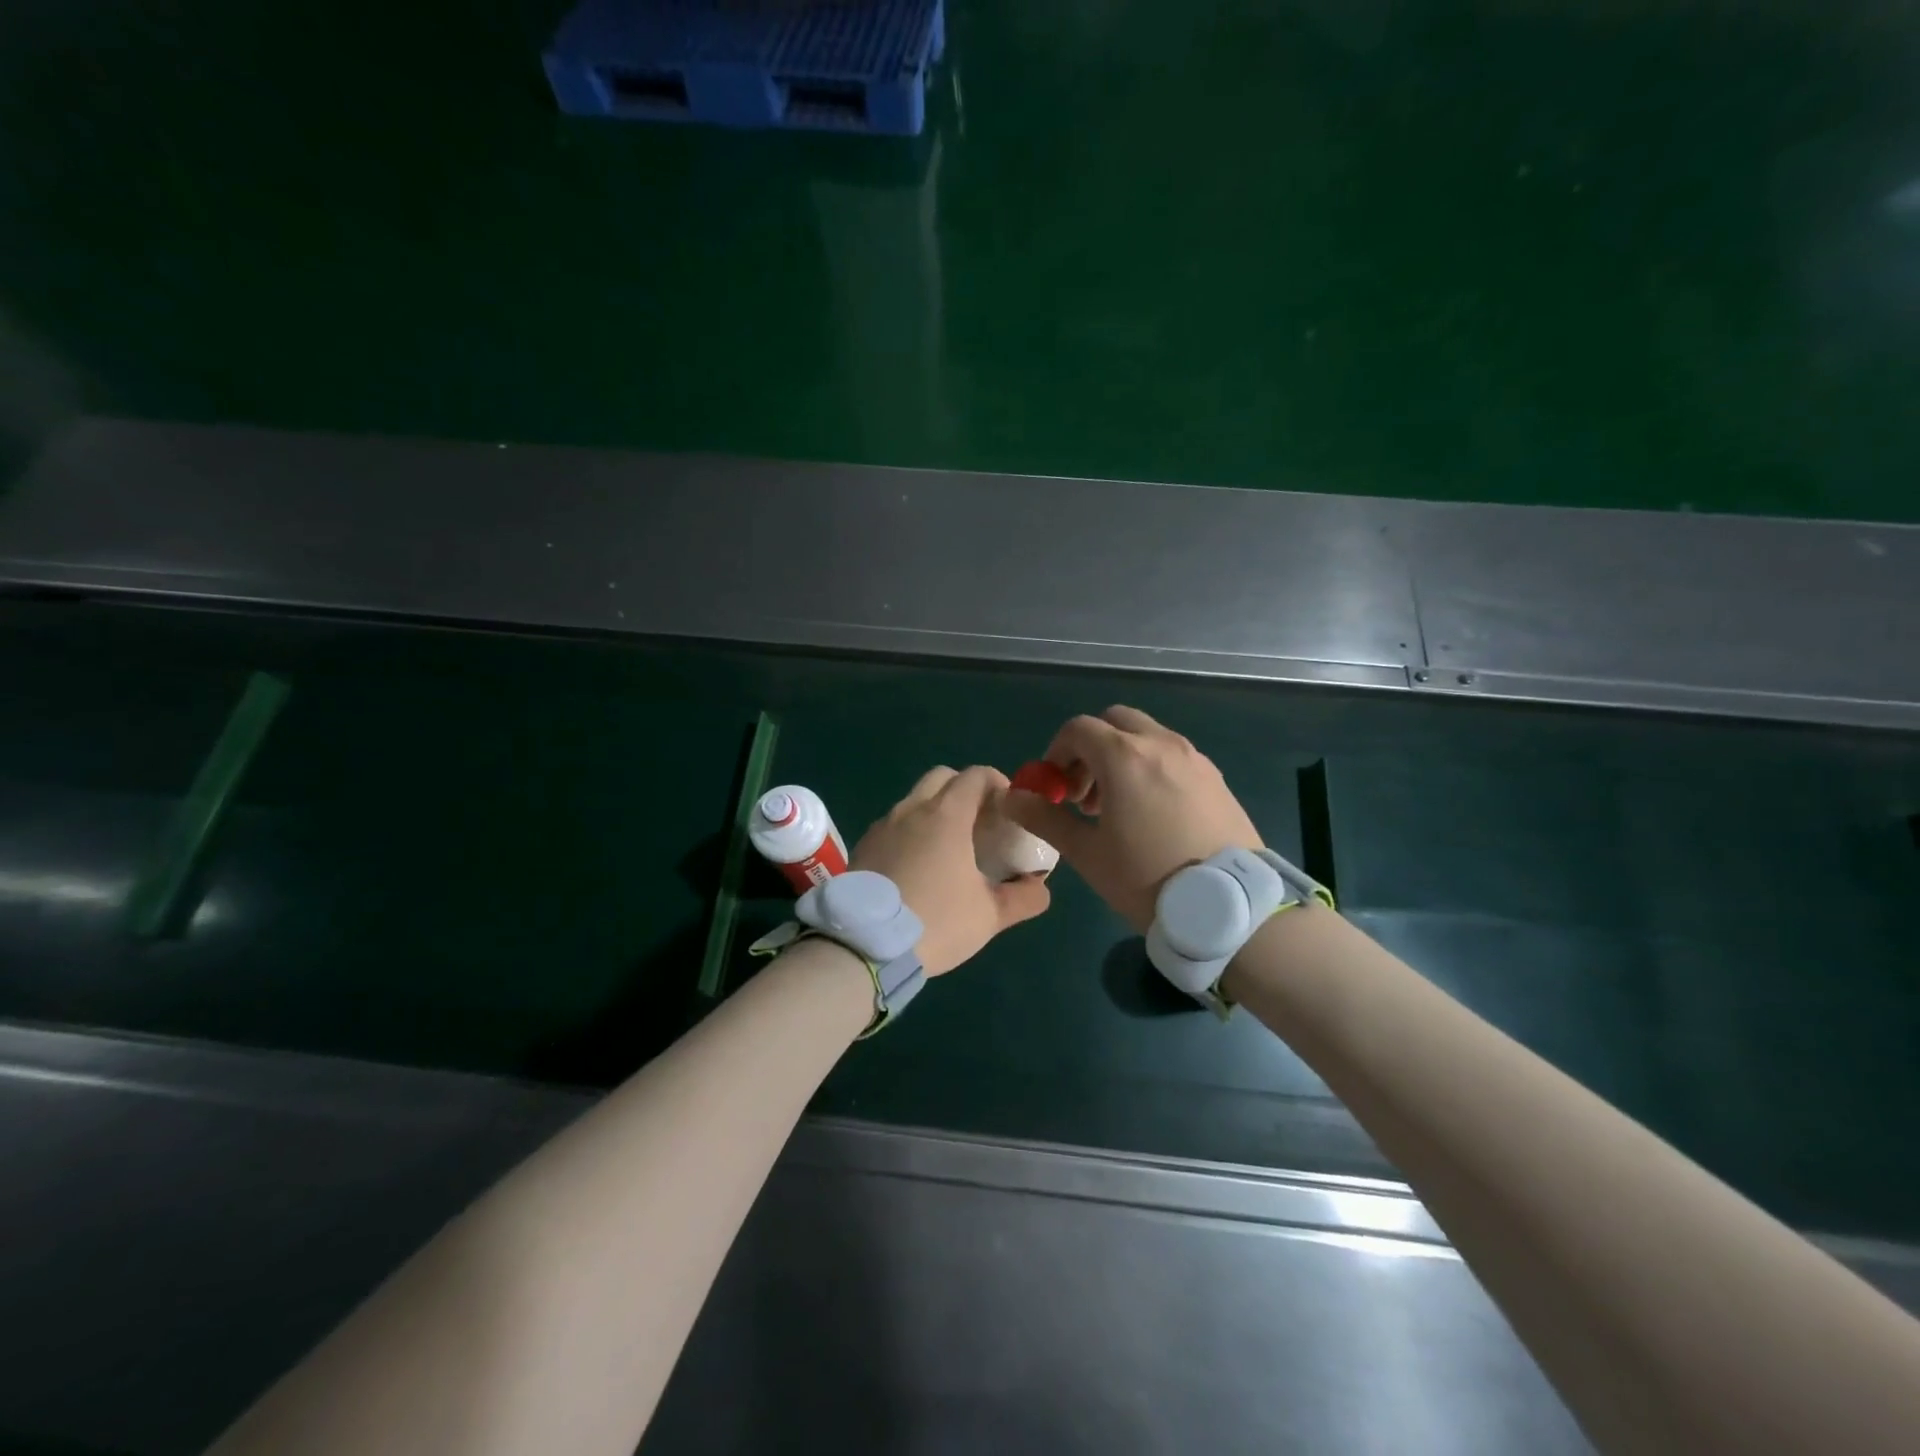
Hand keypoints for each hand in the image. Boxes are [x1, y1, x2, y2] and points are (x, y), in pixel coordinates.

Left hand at [851, 765, 1050, 976]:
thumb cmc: (936, 922)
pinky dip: (911, 831)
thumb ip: (1024, 897)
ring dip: (935, 811)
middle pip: (942, 777)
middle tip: (980, 821)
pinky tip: (918, 866)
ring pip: (914, 800)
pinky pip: (893, 825)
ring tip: (949, 847)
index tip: (1008, 807)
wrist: (864, 946)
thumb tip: (1040, 886)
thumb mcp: (990, 915)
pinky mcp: (863, 846)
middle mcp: (911, 809)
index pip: (975, 776)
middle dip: (964, 789)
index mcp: (946, 815)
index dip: (997, 783)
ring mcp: (882, 826)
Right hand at [1005, 705, 1261, 931]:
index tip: (1055, 788)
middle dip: (1091, 748)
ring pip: (1146, 736)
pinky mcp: (1216, 777)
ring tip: (1117, 808)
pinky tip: (1153, 814)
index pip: (1078, 729)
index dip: (1056, 752)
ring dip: (1122, 757)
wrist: (1229, 908)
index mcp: (1125, 756)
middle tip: (1084, 793)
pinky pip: (1173, 756)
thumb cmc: (1147, 879)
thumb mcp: (1087, 853)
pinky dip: (1152, 767)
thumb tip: (1012, 798)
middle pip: (1114, 721)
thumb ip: (1045, 818)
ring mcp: (1194, 758)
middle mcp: (1161, 744)